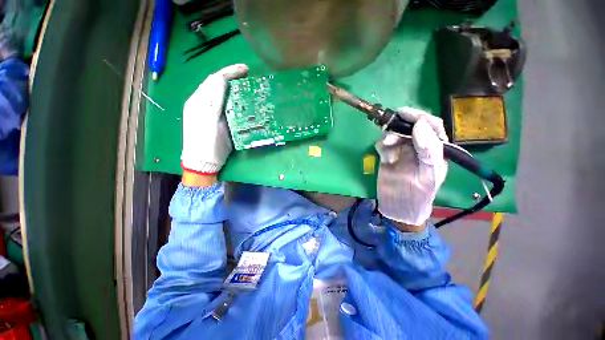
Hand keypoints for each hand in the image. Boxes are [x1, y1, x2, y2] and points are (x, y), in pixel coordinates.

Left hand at [181, 64, 248, 175]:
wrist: (203, 163)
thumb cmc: (206, 144)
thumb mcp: (210, 121)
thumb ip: (214, 100)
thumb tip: (221, 79)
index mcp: (199, 102)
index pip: (213, 80)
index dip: (229, 72)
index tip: (245, 69)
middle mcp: (202, 103)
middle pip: (216, 84)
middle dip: (230, 76)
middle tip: (247, 75)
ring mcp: (208, 112)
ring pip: (220, 93)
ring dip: (232, 86)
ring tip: (245, 84)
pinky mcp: (215, 120)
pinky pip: (223, 104)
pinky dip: (233, 98)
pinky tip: (240, 99)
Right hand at [375, 107, 448, 228]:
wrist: (398, 209)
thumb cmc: (417, 195)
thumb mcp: (428, 174)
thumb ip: (428, 150)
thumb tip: (419, 125)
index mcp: (435, 150)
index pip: (432, 127)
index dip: (420, 117)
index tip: (404, 113)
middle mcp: (419, 147)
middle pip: (412, 127)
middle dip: (401, 124)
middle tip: (390, 124)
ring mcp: (402, 151)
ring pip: (396, 134)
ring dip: (390, 136)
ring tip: (386, 148)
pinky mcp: (388, 156)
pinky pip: (384, 144)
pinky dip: (382, 146)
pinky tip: (383, 156)